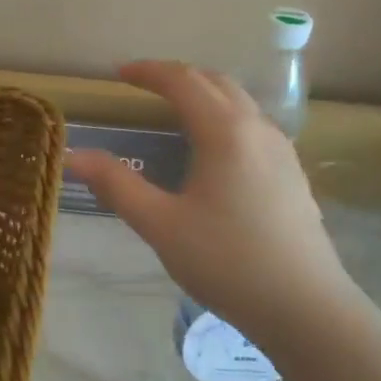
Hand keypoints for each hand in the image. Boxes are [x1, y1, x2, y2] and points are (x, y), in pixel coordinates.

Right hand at [66, 62, 356, 342]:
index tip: (118, 74)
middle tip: (143, 86)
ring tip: (175, 111)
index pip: (183, 81)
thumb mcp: (161, 225)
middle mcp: (258, 129)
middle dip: (177, 77)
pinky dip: (225, 118)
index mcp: (225, 132)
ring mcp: (282, 151)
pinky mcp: (292, 175)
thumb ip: (117, 185)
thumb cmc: (227, 261)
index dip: (148, 72)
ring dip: (205, 95)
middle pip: (216, 83)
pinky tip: (213, 151)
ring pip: (240, 103)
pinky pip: (254, 126)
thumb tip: (75, 156)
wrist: (305, 307)